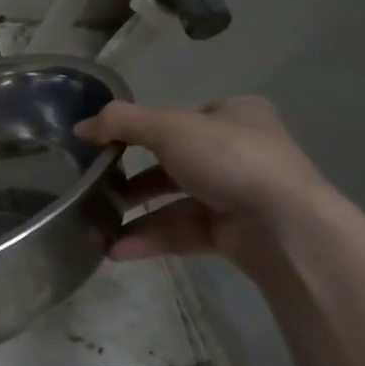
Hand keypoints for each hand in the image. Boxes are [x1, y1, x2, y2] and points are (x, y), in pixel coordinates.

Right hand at [75, 96, 331, 269]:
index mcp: (236, 115)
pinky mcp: (234, 234)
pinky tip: (117, 250)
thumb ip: (121, 123)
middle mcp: (241, 152)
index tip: (110, 145)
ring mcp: (239, 195)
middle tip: (100, 187)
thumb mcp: (168, 128)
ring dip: (137, 214)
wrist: (286, 227)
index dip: (145, 129)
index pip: (182, 117)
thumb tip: (79, 127)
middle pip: (175, 161)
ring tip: (98, 225)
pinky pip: (184, 231)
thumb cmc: (229, 159)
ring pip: (177, 201)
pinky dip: (151, 238)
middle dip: (135, 178)